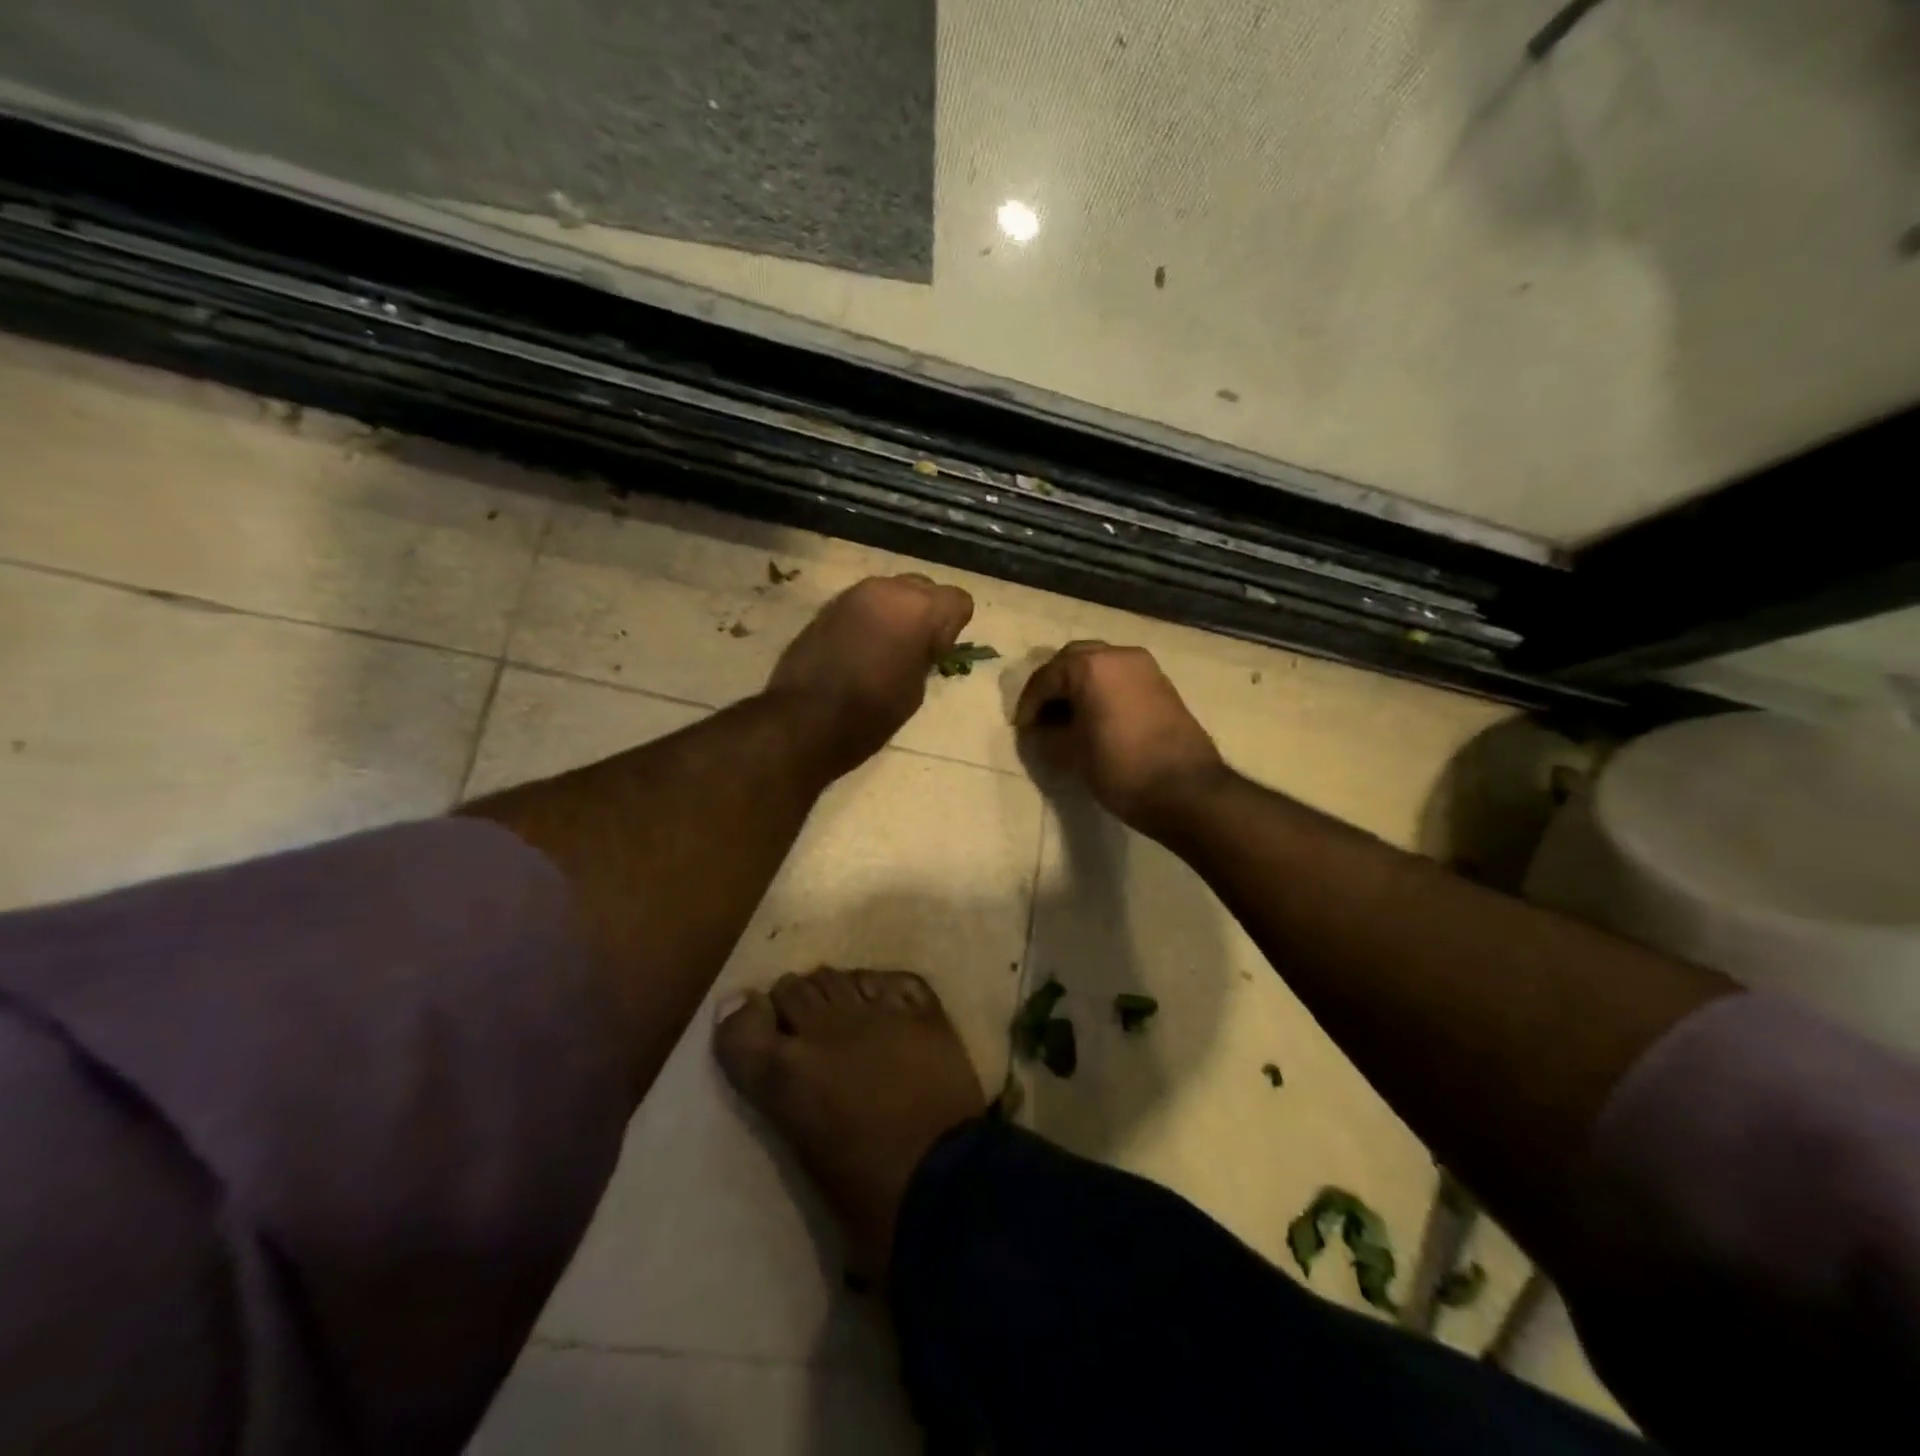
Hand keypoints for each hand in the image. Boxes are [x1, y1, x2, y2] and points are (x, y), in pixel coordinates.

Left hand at [767, 574, 973, 777]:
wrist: (806, 719)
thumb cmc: (872, 712)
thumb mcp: (916, 688)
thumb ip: (925, 653)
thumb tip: (922, 643)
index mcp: (917, 608)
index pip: (957, 599)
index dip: (953, 627)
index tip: (937, 655)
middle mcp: (886, 589)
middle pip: (923, 587)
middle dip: (925, 613)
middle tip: (915, 648)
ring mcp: (853, 594)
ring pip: (890, 591)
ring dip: (895, 613)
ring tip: (885, 649)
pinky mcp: (828, 606)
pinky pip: (863, 604)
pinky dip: (869, 619)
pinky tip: (859, 650)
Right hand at [1015, 641, 1226, 830]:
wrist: (1186, 790)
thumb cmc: (1120, 768)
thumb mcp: (1071, 754)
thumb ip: (1046, 736)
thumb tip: (1038, 730)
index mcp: (1091, 666)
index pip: (1046, 678)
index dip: (1029, 704)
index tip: (1021, 729)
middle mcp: (1118, 654)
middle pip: (1072, 660)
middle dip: (1052, 686)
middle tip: (1040, 716)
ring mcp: (1144, 667)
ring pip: (1098, 666)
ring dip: (1077, 686)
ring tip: (1065, 718)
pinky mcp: (1161, 683)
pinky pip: (1119, 677)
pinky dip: (1101, 690)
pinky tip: (1093, 718)